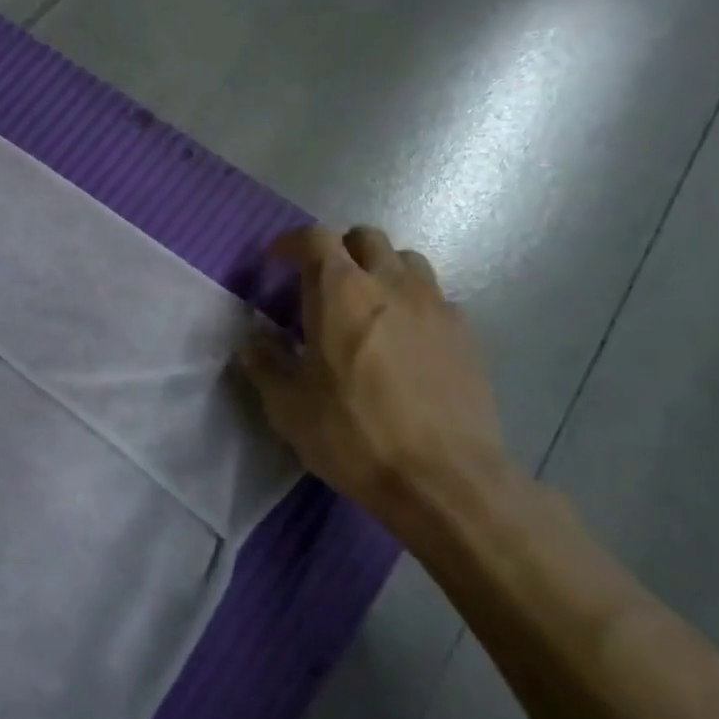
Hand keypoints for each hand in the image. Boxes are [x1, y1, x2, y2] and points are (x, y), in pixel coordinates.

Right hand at [238, 224, 510, 527]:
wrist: (445, 479)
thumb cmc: (354, 435)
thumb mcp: (289, 406)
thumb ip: (265, 364)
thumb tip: (251, 341)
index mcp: (341, 293)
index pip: (316, 238)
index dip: (291, 243)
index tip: (276, 261)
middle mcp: (391, 285)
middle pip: (366, 238)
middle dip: (339, 249)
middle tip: (320, 282)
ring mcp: (435, 307)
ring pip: (407, 261)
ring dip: (380, 270)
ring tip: (366, 305)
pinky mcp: (466, 335)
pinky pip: (435, 298)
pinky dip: (412, 304)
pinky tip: (403, 341)